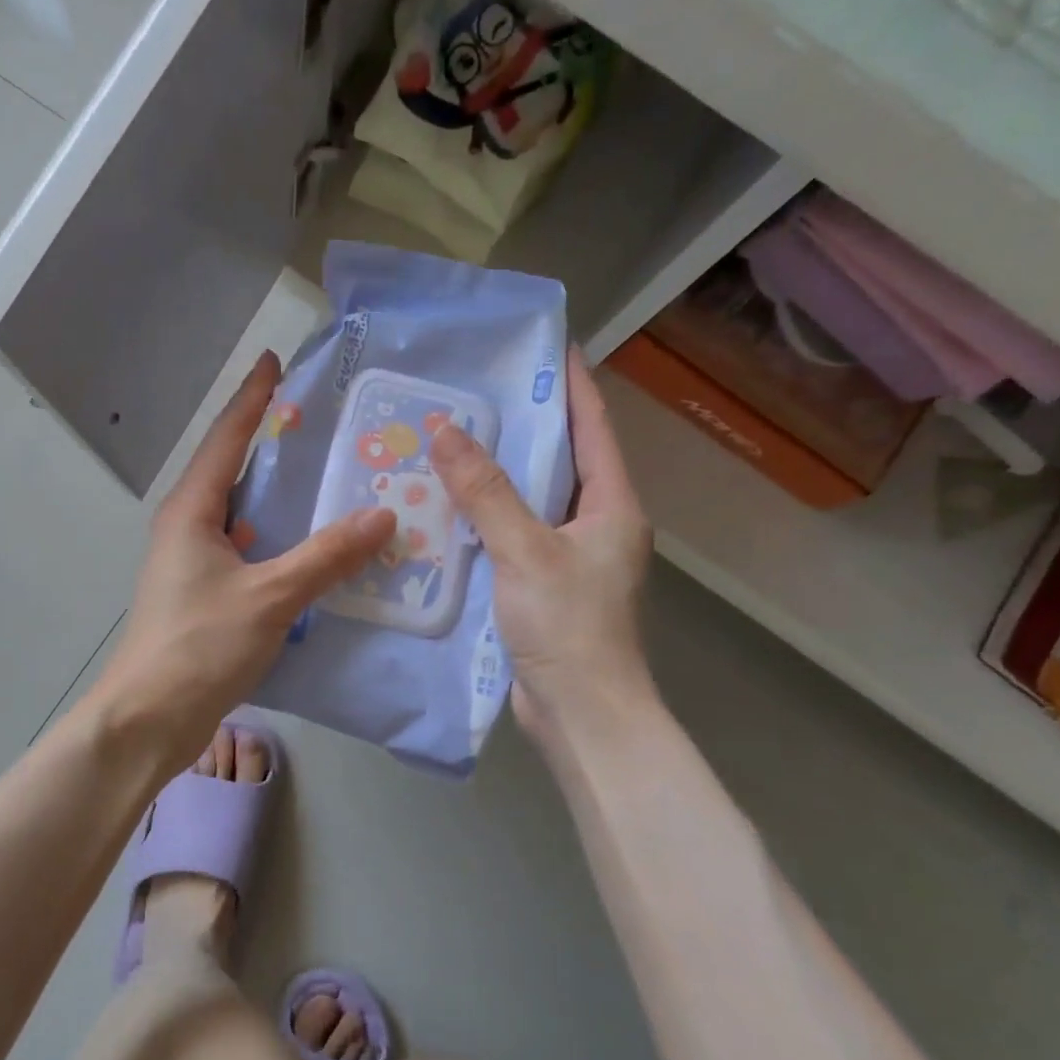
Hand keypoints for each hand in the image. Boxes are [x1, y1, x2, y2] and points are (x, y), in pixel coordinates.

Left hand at [92, 351, 395, 768]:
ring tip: (327, 479)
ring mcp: (193, 563)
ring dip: (278, 496)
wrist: (149, 719)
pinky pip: (247, 550)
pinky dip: (278, 540)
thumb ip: (326, 556)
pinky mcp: (204, 595)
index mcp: (192, 511)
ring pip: (241, 514)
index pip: (226, 438)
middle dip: (271, 442)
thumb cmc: (200, 646)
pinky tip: (311, 548)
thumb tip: (382, 516)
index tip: (274, 361)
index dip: (253, 398)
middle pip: (232, 470)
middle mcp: (187, 527)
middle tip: (321, 423)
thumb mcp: (270, 597)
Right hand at [429, 349, 653, 735]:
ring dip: (497, 476)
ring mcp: (570, 559)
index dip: (573, 384)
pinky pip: (513, 537)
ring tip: (453, 442)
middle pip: (560, 461)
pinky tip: (447, 509)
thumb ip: (486, 491)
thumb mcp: (525, 550)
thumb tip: (447, 430)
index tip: (549, 345)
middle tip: (477, 394)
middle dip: (524, 427)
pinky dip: (485, 519)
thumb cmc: (568, 625)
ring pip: (531, 502)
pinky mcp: (544, 588)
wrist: (582, 714)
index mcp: (612, 506)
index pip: (593, 428)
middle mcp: (596, 525)